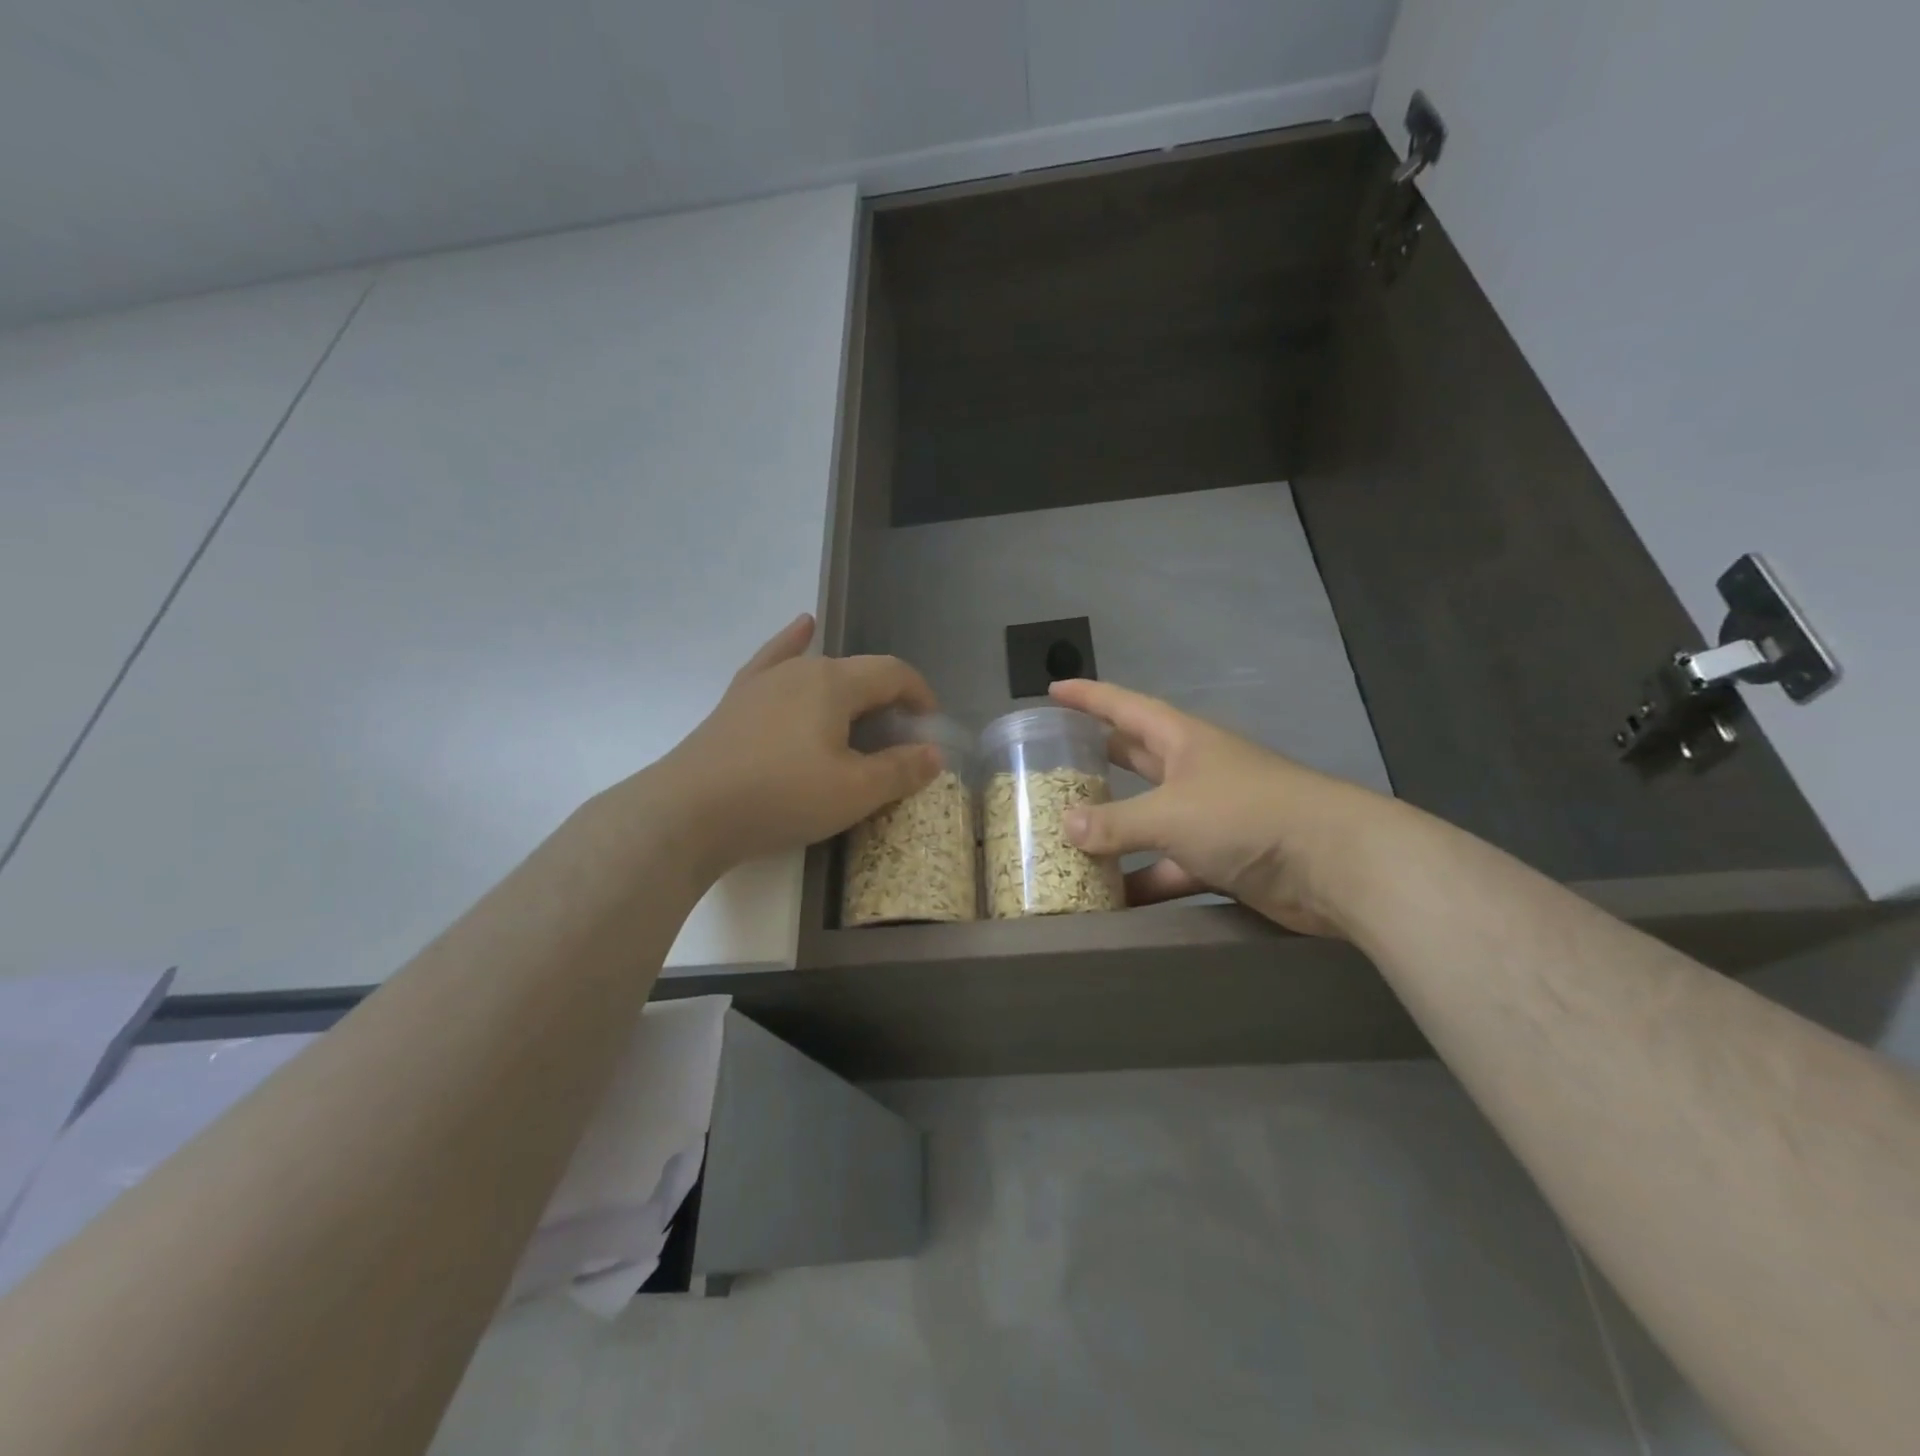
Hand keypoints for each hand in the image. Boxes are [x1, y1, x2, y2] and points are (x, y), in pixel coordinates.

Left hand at [646, 614, 942, 874]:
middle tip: (897, 740)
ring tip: (864, 707)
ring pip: (820, 670)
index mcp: (835, 683)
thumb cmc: (781, 797)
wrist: (689, 812)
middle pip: (859, 672)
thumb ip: (900, 770)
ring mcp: (765, 681)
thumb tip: (935, 754)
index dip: (920, 695)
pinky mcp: (738, 698)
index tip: (930, 728)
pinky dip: (793, 643)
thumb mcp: (853, 792)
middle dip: (888, 700)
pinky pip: (774, 660)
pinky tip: (802, 626)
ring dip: (851, 686)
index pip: (893, 673)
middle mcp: (802, 669)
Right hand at [1048, 679, 1400, 937]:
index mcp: (1183, 741)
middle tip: (1056, 763)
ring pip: (1150, 818)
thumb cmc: (1245, 815)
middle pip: (1137, 758)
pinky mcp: (1223, 858)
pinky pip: (1171, 866)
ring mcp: (1211, 816)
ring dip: (1115, 830)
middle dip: (1100, 758)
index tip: (1053, 690)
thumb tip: (1067, 827)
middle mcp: (1195, 772)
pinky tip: (1112, 899)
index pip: (1126, 708)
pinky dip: (1144, 880)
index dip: (1089, 697)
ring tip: (1067, 839)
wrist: (1333, 864)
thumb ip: (1116, 823)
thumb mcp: (1170, 814)